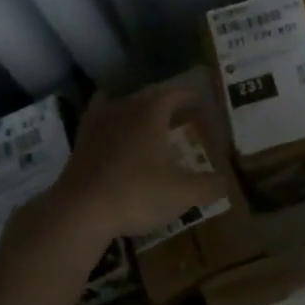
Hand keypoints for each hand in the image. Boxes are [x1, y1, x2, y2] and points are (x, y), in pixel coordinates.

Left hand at [48, 82, 230, 240]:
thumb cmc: (137, 194)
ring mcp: (98, 125)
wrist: (80, 211)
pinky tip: (117, 139)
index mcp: (151, 112)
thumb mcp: (183, 194)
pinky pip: (101, 124)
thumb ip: (208, 186)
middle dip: (168, 104)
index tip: (204, 102)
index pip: (176, 93)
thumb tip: (224, 183)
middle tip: (183, 116)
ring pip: (122, 107)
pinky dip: (114, 127)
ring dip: (139, 112)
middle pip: (149, 97)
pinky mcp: (81, 144)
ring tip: (151, 126)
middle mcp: (124, 109)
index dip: (192, 97)